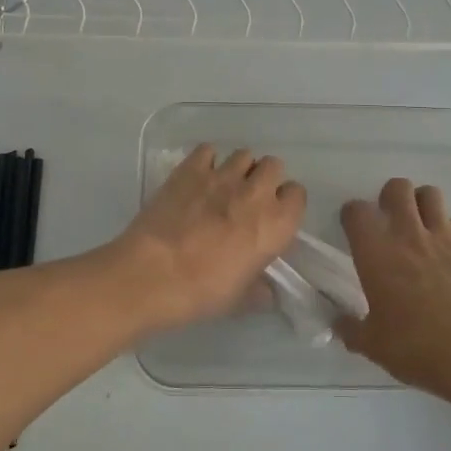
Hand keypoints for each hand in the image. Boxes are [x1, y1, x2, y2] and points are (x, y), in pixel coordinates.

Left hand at [109, 144, 306, 331]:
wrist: (153, 274)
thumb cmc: (203, 291)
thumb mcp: (240, 299)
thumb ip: (259, 289)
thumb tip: (266, 291)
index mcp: (276, 224)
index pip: (298, 195)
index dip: (286, 204)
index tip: (273, 216)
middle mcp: (255, 192)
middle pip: (273, 165)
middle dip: (265, 178)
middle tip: (249, 199)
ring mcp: (222, 176)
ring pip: (243, 155)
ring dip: (239, 168)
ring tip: (223, 187)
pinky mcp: (190, 169)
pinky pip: (208, 150)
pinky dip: (207, 160)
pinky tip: (198, 177)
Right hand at [333, 178, 450, 403]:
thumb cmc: (416, 348)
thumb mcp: (373, 346)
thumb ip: (351, 329)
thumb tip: (339, 323)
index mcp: (376, 253)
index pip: (356, 212)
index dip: (352, 215)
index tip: (353, 228)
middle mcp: (408, 234)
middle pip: (397, 188)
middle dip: (391, 197)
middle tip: (390, 219)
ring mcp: (445, 236)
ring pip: (431, 195)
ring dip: (423, 204)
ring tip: (422, 225)